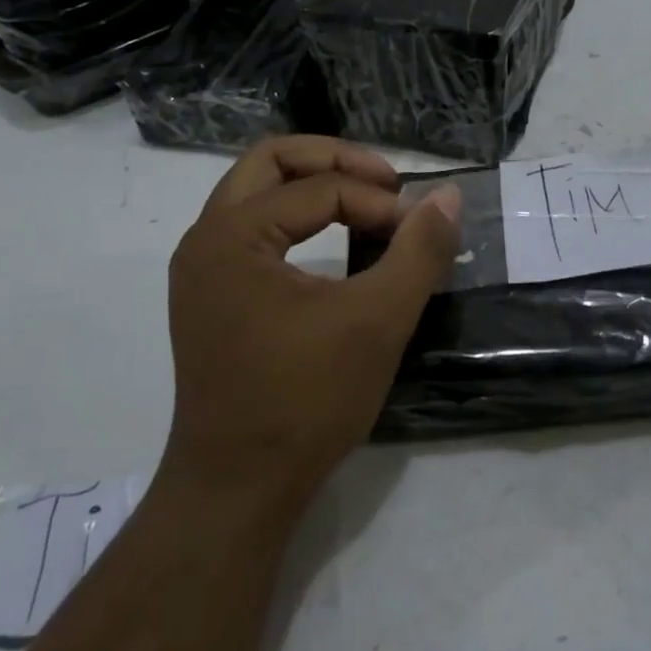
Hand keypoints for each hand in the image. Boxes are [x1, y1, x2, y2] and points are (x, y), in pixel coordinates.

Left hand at [163, 137, 460, 512]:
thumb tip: (448, 196)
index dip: (379, 202)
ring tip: (366, 204)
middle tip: (386, 184)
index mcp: (232, 235)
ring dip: (314, 186)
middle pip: (272, 163)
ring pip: (257, 193)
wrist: (238, 490)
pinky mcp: (211, 298)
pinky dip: (296, 219)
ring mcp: (202, 270)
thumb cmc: (305, 400)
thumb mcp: (378, 320)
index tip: (421, 230)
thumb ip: (419, 251)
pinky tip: (334, 243)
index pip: (320, 189)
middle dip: (335, 161)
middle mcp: (205, 240)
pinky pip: (253, 229)